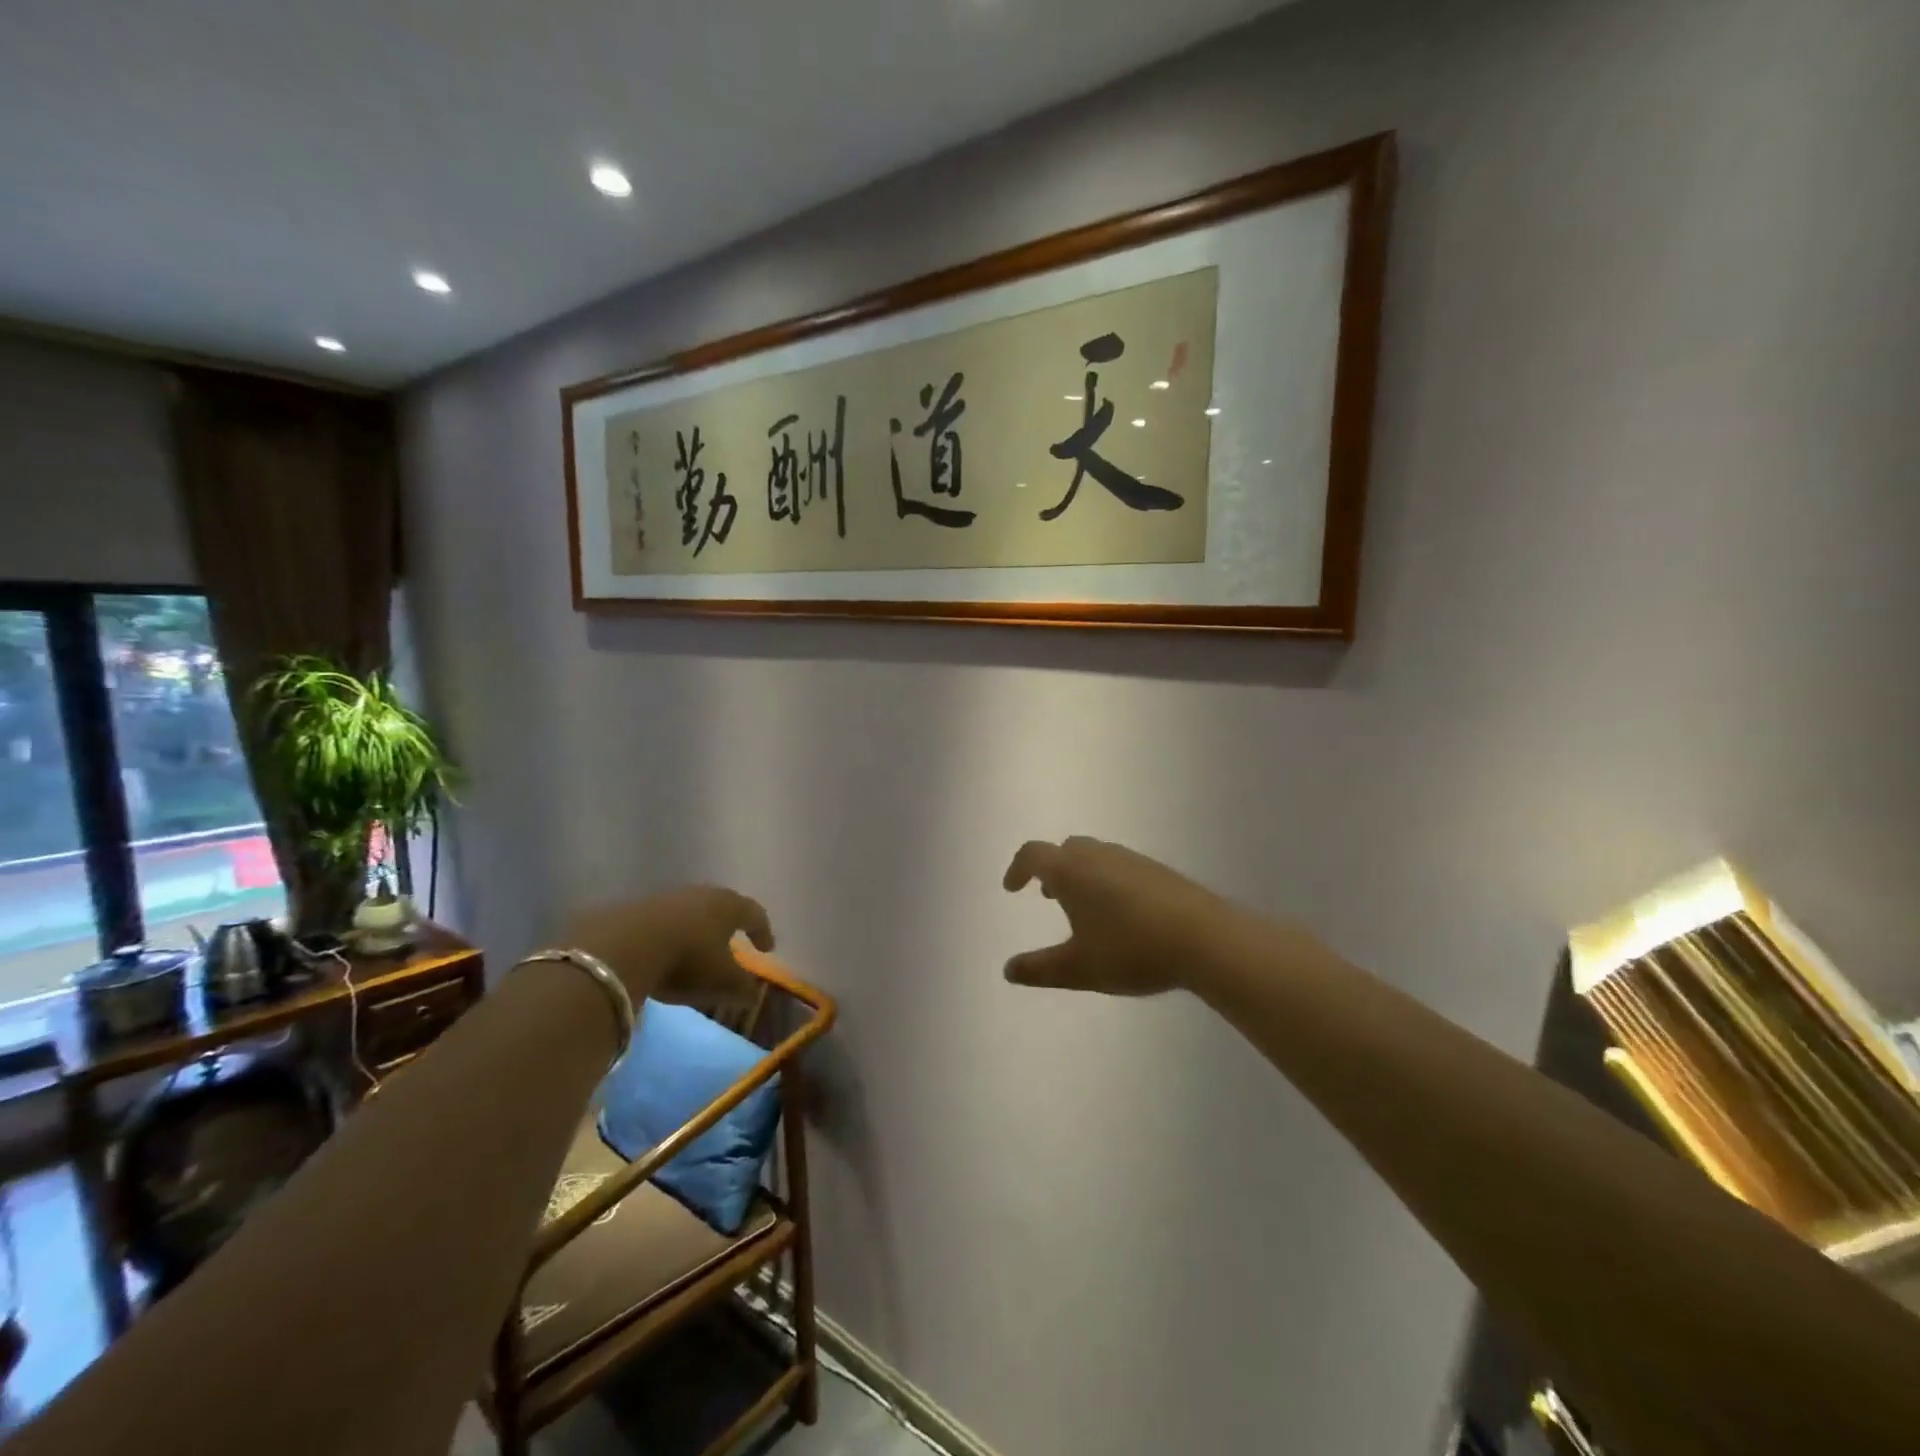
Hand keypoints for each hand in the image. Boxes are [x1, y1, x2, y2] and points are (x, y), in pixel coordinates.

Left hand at [559, 887, 773, 1007]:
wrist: (622, 947)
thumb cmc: (688, 961)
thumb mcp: (724, 983)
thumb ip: (744, 988)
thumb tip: (753, 991)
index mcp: (729, 905)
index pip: (755, 914)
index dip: (763, 931)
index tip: (767, 949)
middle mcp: (701, 894)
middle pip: (721, 907)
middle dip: (728, 926)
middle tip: (732, 945)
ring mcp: (665, 898)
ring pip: (689, 913)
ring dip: (695, 931)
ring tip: (694, 952)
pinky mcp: (634, 909)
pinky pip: (660, 923)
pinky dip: (667, 937)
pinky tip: (661, 955)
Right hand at [1001, 837, 1233, 996]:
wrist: (1205, 938)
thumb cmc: (1131, 949)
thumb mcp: (1078, 968)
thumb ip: (1039, 969)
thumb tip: (1008, 970)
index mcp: (1071, 871)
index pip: (1033, 855)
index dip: (1017, 869)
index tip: (1012, 888)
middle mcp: (1098, 855)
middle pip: (1065, 850)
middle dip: (1051, 870)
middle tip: (1048, 896)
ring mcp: (1131, 859)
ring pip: (1095, 856)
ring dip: (1081, 874)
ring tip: (1084, 908)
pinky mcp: (1158, 870)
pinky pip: (1120, 866)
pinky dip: (1107, 880)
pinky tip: (1122, 913)